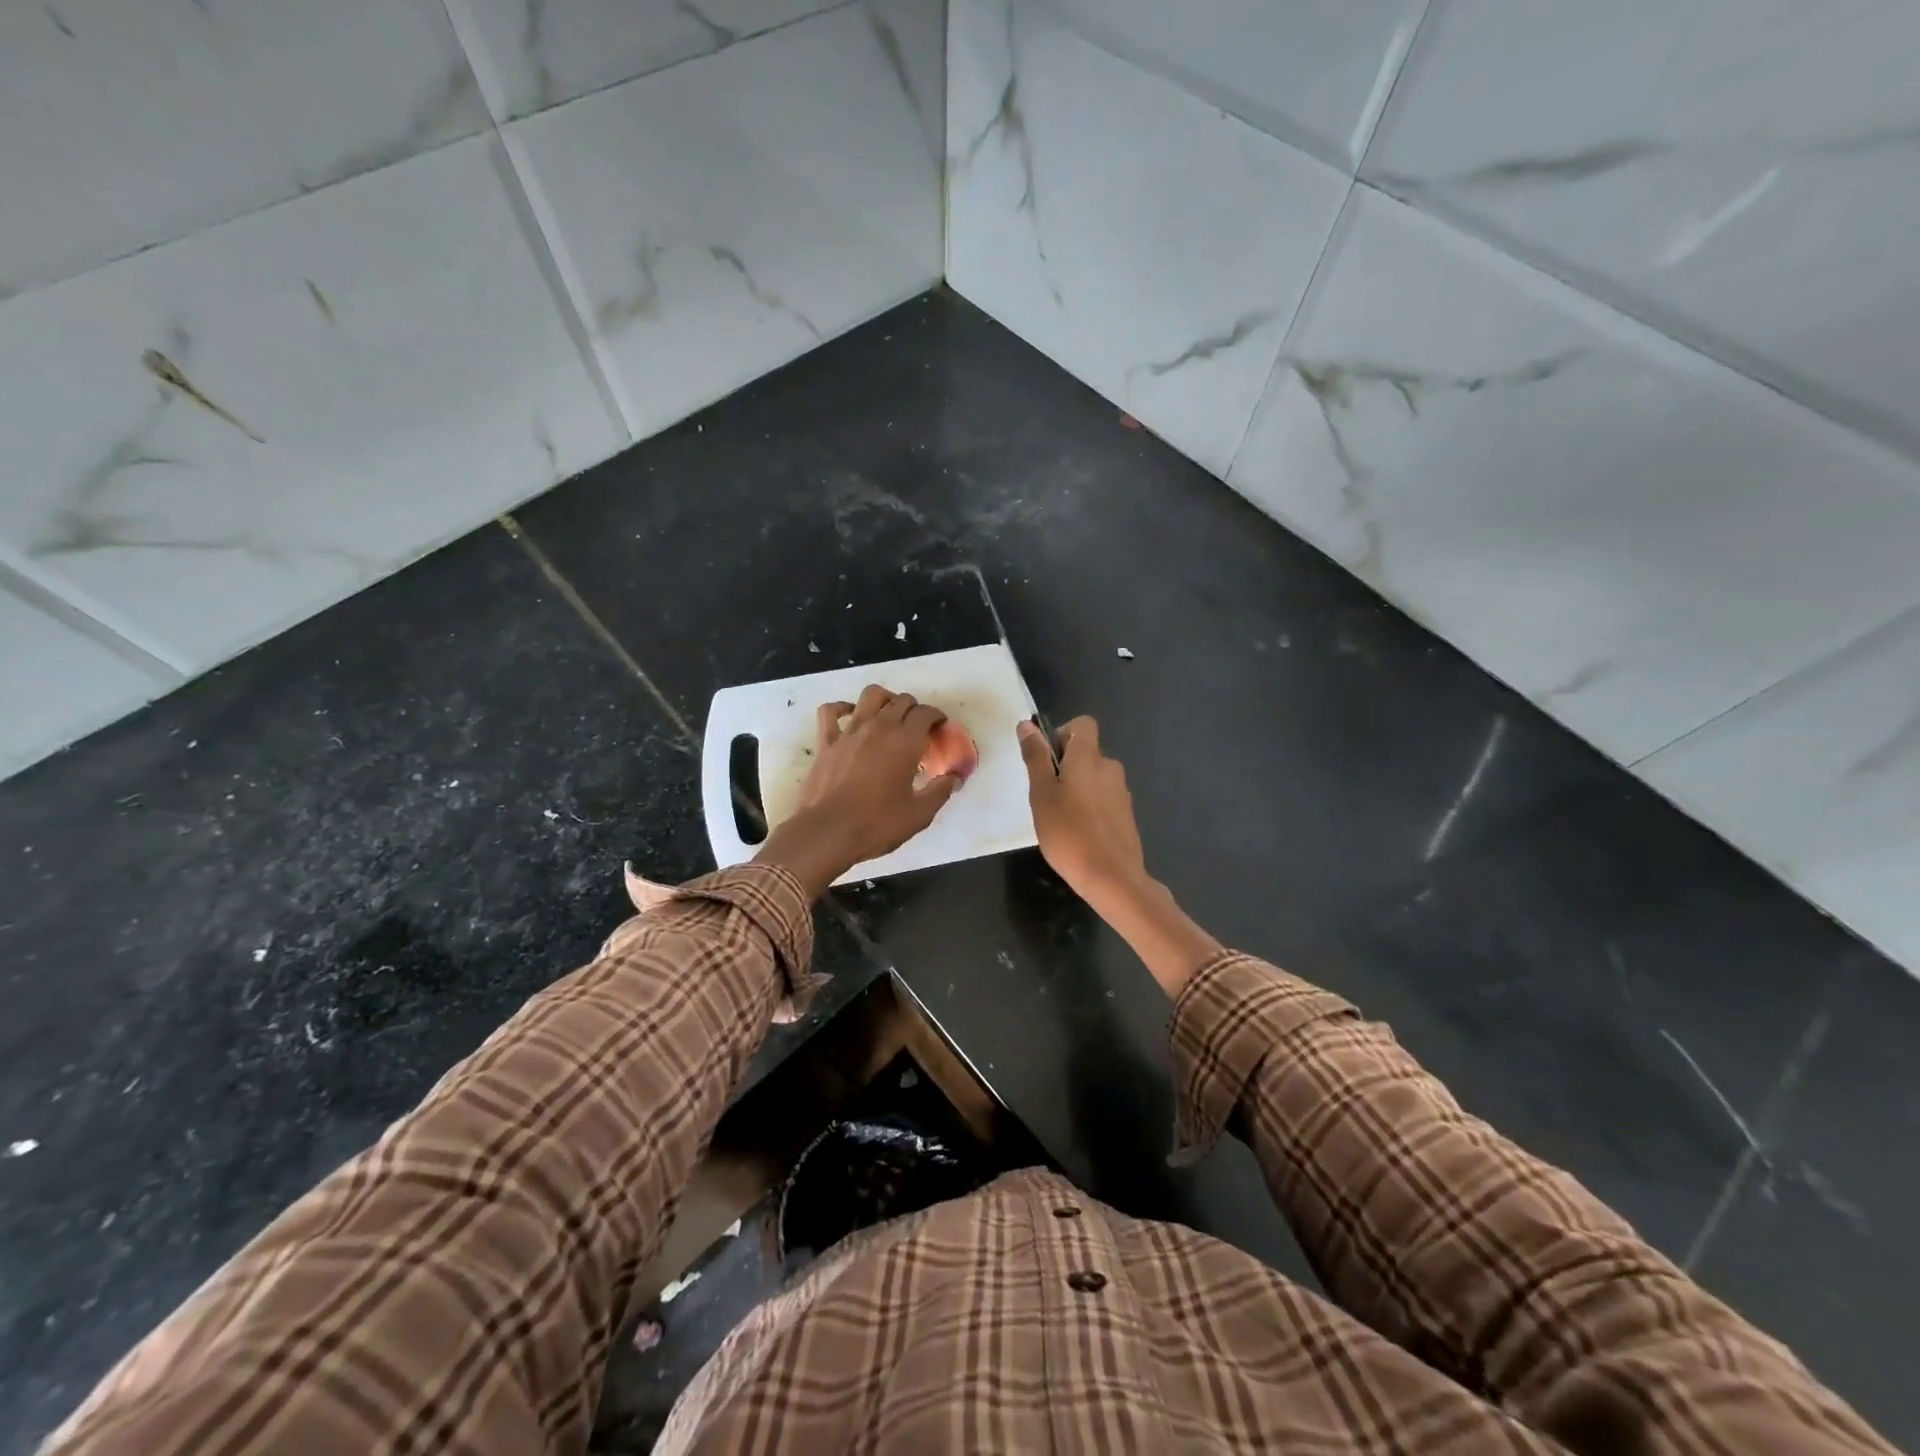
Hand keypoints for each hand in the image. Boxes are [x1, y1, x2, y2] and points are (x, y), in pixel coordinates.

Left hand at [754, 685, 962, 895]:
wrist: (827, 832)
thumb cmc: (877, 824)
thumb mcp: (919, 814)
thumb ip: (940, 792)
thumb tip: (954, 778)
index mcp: (905, 742)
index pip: (926, 714)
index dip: (937, 717)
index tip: (940, 729)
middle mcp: (879, 727)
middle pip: (902, 701)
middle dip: (915, 709)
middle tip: (919, 728)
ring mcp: (850, 731)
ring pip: (871, 695)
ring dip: (885, 699)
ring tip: (889, 714)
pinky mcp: (827, 741)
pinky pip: (831, 711)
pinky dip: (842, 708)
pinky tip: (850, 716)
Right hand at [1017, 716, 1148, 911]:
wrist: (1112, 877)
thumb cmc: (1068, 833)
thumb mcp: (1041, 794)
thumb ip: (1035, 757)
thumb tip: (1027, 725)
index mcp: (1089, 757)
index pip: (1083, 724)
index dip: (1062, 734)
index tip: (1046, 759)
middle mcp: (1110, 767)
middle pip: (1087, 752)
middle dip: (1065, 766)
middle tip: (1045, 795)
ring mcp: (1121, 792)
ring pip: (1094, 777)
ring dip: (1077, 787)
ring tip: (1060, 817)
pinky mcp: (1126, 814)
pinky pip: (1103, 798)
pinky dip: (1090, 806)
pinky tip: (1078, 832)